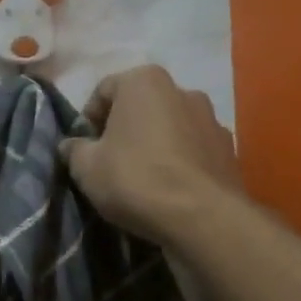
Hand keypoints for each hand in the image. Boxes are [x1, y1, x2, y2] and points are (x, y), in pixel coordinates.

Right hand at [61, 65, 243, 246]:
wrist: (202, 219)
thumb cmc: (135, 179)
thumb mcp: (86, 167)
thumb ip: (74, 150)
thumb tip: (71, 146)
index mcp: (144, 81)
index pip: (104, 91)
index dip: (88, 120)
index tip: (84, 148)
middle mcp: (182, 90)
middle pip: (140, 106)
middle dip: (123, 129)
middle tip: (109, 161)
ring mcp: (212, 119)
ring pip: (169, 127)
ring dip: (154, 144)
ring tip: (142, 178)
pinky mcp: (229, 150)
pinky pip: (193, 150)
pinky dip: (179, 162)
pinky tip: (169, 189)